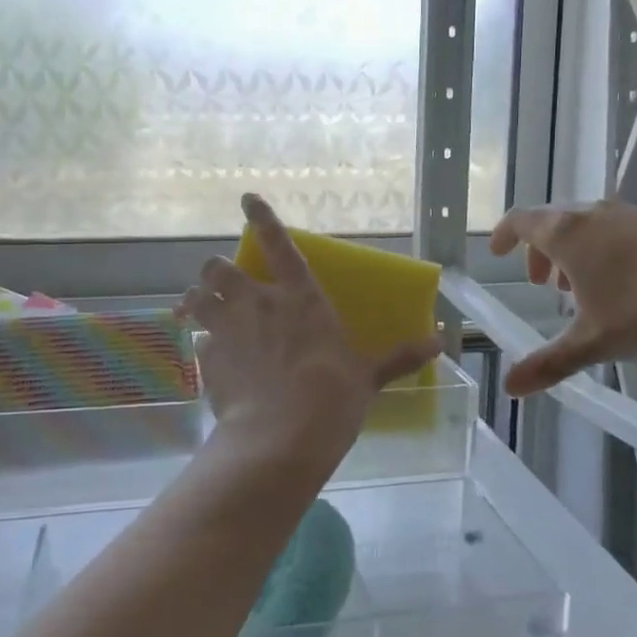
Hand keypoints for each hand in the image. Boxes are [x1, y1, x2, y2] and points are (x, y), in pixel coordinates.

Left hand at [177, 194, 442, 457]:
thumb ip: (399, 357)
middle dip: (215, 271)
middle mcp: (257, 304)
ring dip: (196, 301)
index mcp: (300, 298)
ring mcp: (227, 330)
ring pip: (197, 299)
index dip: (261, 217)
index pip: (278, 244)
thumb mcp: (368, 376)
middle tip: (220, 282)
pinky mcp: (208, 361)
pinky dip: (203, 345)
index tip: (247, 198)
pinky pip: (199, 344)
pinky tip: (212, 360)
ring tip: (197, 309)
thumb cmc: (332, 397)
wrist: (281, 438)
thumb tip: (440, 343)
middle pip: (218, 269)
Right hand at [489, 200, 636, 395]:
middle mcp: (599, 214)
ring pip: (593, 226)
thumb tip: (508, 387)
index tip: (497, 253)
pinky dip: (611, 251)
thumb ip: (550, 362)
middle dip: (543, 252)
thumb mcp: (596, 342)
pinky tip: (634, 286)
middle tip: (546, 286)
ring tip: (588, 290)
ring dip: (579, 253)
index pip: (522, 220)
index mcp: (570, 234)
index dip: (505, 234)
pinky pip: (625, 230)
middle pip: (556, 222)